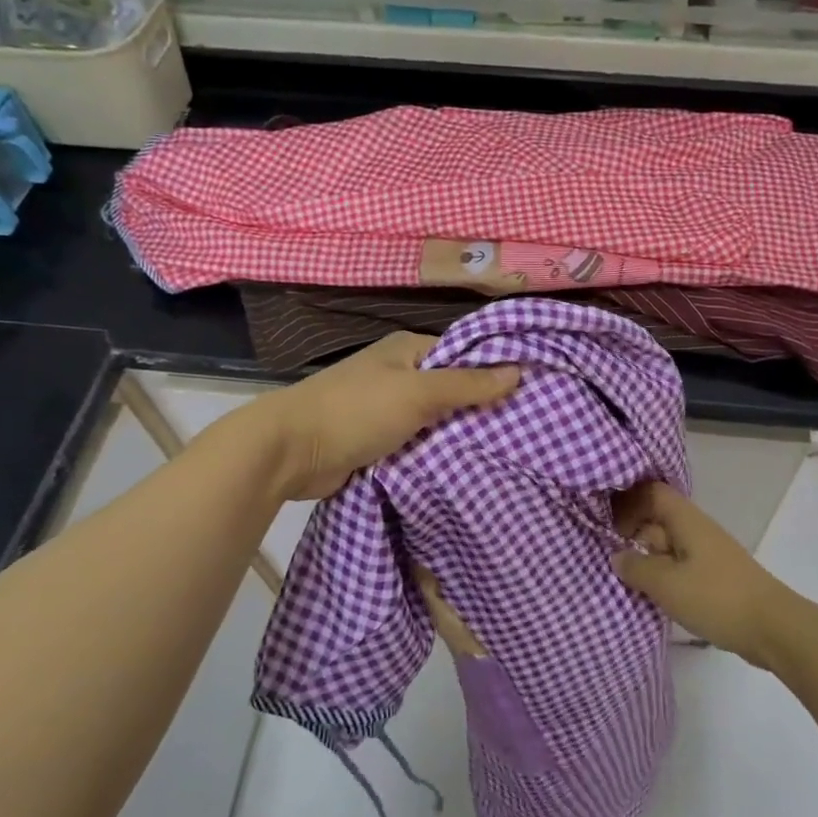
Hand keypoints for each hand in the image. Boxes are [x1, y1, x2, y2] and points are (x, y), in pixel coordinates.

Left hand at [255, 332, 520, 499]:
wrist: (290, 453)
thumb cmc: (356, 412)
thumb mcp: (418, 393)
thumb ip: (467, 385)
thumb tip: (519, 370)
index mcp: (407, 349)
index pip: (462, 354)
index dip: (492, 371)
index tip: (528, 394)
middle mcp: (398, 373)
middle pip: (450, 388)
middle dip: (478, 408)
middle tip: (522, 428)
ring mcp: (385, 408)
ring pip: (434, 420)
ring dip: (456, 434)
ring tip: (503, 450)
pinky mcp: (376, 440)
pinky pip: (416, 443)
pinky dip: (434, 453)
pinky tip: (464, 467)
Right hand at [610, 482, 792, 667]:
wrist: (773, 628)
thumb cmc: (716, 597)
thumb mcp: (666, 583)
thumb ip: (637, 567)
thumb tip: (617, 556)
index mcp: (686, 520)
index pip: (651, 493)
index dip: (627, 502)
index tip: (606, 526)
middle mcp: (697, 530)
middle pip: (658, 518)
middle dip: (632, 533)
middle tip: (607, 556)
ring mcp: (708, 554)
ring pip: (668, 545)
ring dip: (647, 558)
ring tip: (624, 579)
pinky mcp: (715, 578)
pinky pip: (680, 567)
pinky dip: (663, 576)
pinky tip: (651, 596)